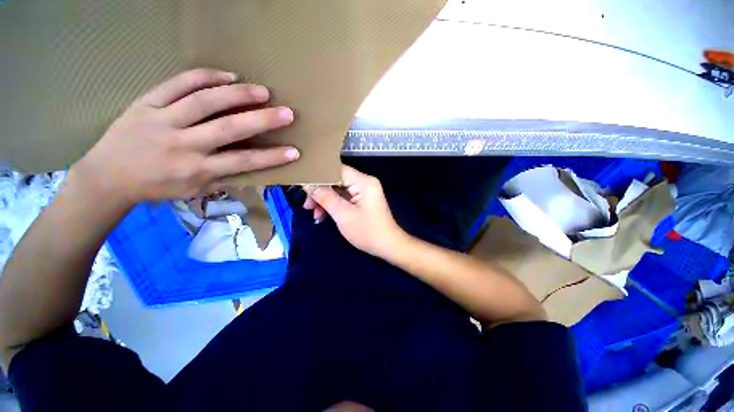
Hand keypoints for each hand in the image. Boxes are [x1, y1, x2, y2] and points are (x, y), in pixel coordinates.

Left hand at [74, 68, 299, 203]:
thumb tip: (250, 169)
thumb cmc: (157, 187)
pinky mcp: (146, 103)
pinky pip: (177, 84)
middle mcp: (183, 145)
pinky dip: (204, 77)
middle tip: (287, 113)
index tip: (294, 151)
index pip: (243, 162)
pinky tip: (226, 75)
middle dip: (262, 120)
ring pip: (204, 101)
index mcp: (197, 170)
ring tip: (262, 90)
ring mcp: (163, 120)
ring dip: (237, 94)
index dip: (271, 157)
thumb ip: (223, 178)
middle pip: (229, 129)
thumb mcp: (194, 191)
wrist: (107, 177)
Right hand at [305, 166, 406, 258]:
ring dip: (325, 200)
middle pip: (336, 180)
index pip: (336, 169)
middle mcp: (364, 182)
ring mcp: (364, 191)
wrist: (388, 246)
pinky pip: (344, 198)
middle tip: (307, 205)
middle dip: (320, 192)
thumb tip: (308, 184)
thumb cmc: (367, 232)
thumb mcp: (343, 215)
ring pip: (338, 190)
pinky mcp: (362, 200)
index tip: (302, 185)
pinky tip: (323, 216)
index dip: (318, 175)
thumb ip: (325, 197)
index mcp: (363, 181)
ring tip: (314, 213)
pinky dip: (334, 205)